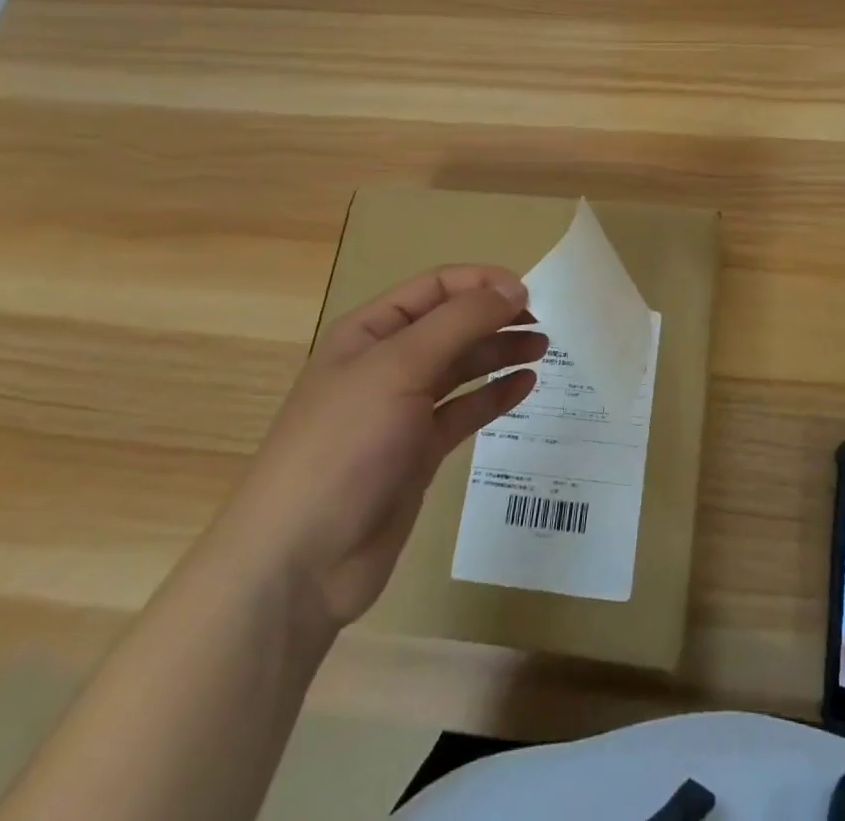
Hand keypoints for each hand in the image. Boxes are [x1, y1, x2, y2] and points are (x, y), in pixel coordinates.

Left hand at [206, 266, 546, 633]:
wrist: (299, 562)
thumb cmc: (344, 446)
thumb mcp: (400, 366)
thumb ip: (460, 321)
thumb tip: (513, 287)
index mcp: (370, 332)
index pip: (435, 287)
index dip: (482, 283)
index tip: (528, 292)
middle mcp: (387, 364)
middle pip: (452, 324)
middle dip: (496, 317)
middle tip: (544, 323)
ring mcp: (402, 410)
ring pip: (462, 367)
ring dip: (501, 352)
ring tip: (542, 348)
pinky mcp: (418, 452)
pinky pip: (464, 411)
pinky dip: (494, 395)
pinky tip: (525, 386)